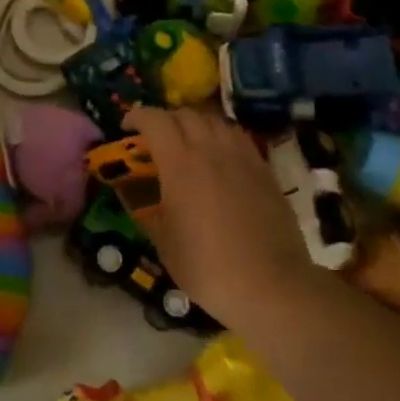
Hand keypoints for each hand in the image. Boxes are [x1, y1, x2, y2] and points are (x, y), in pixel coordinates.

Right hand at [123, 106, 309, 332]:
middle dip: (165, 119)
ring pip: (215, 121)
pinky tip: (219, 157)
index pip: (155, 120)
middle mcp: (211, 150)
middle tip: (155, 138)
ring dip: (195, 124)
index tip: (127, 127)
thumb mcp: (164, 243)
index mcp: (180, 164)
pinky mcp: (265, 170)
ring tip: (188, 142)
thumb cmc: (208, 267)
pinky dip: (221, 137)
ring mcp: (242, 158)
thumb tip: (136, 198)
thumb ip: (148, 212)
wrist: (272, 286)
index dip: (137, 116)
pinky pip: (238, 138)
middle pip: (185, 114)